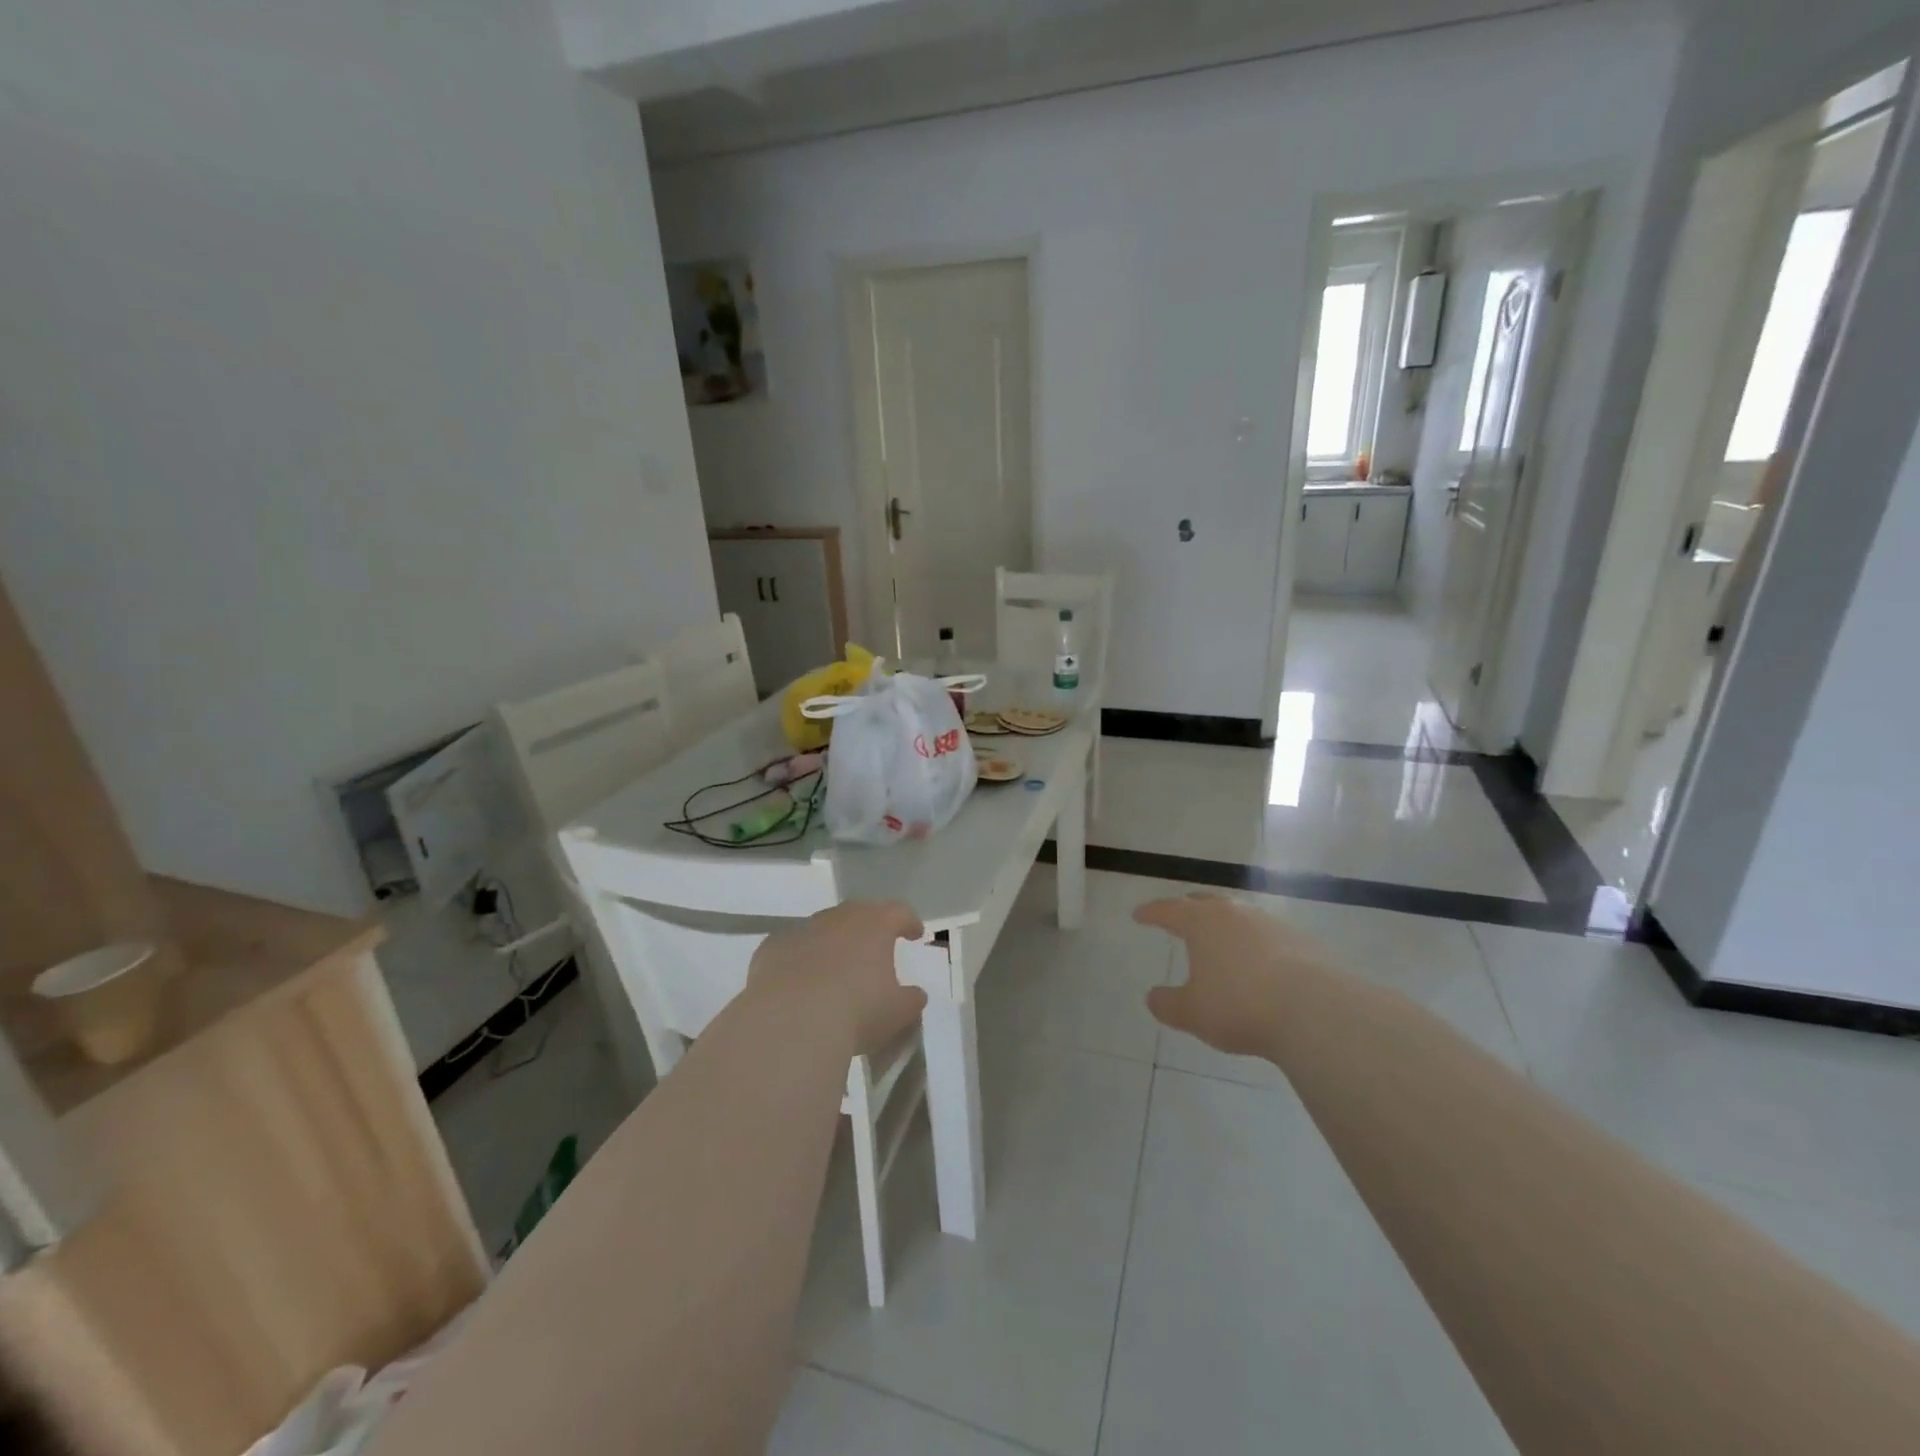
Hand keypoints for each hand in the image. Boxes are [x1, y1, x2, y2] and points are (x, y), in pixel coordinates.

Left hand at [748, 901, 928, 1056]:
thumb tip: (915, 995)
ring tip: (835, 970)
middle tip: (874, 949)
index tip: (914, 934)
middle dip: (869, 928)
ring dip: (832, 943)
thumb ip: (911, 1000)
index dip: (909, 922)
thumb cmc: (856, 1012)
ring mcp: (802, 929)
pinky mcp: (772, 947)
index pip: (899, 912)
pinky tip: (799, 983)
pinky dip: (800, 959)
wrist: (790, 1022)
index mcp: (875, 925)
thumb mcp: (897, 1013)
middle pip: (859, 912)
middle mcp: (839, 918)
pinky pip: (792, 948)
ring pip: (823, 928)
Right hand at [1134, 893, 1330, 1056]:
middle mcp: (1234, 913)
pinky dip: (1255, 943)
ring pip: (1240, 915)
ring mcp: (1271, 923)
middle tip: (1179, 916)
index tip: (1139, 915)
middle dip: (1189, 908)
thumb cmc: (1239, 1005)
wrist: (1314, 1010)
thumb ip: (1168, 1004)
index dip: (1151, 913)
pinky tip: (1258, 962)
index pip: (1168, 910)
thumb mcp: (1192, 1013)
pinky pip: (1268, 935)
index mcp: (1201, 922)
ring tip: (1220, 940)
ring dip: (1226, 924)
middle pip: (1206, 902)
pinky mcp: (1302, 941)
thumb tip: (1153, 997)